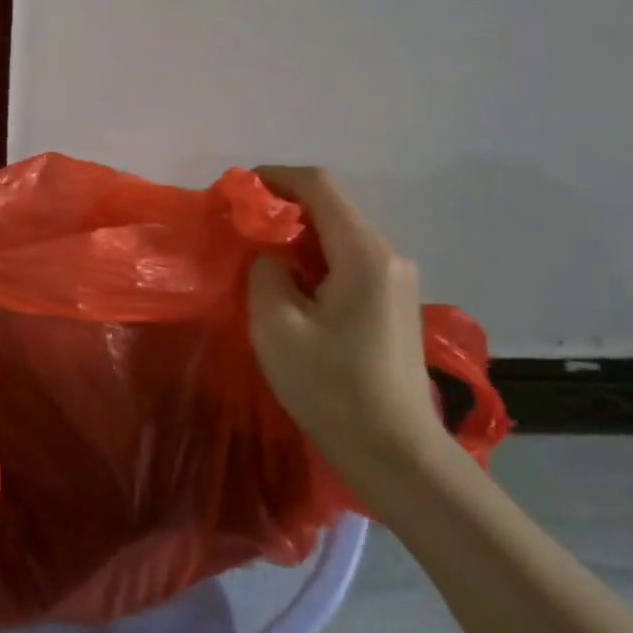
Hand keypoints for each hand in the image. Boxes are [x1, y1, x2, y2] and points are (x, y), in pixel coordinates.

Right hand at [247, 166, 448, 489]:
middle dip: (281, 209)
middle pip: (330, 208)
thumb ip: (264, 272)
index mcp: (363, 254)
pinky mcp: (391, 303)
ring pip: (337, 236)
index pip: (318, 186)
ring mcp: (395, 280)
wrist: (396, 455)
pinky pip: (347, 261)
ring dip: (295, 237)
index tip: (235, 193)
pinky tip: (289, 287)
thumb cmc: (332, 388)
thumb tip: (270, 256)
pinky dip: (312, 260)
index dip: (274, 177)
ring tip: (255, 258)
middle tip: (237, 229)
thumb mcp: (276, 326)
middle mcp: (388, 256)